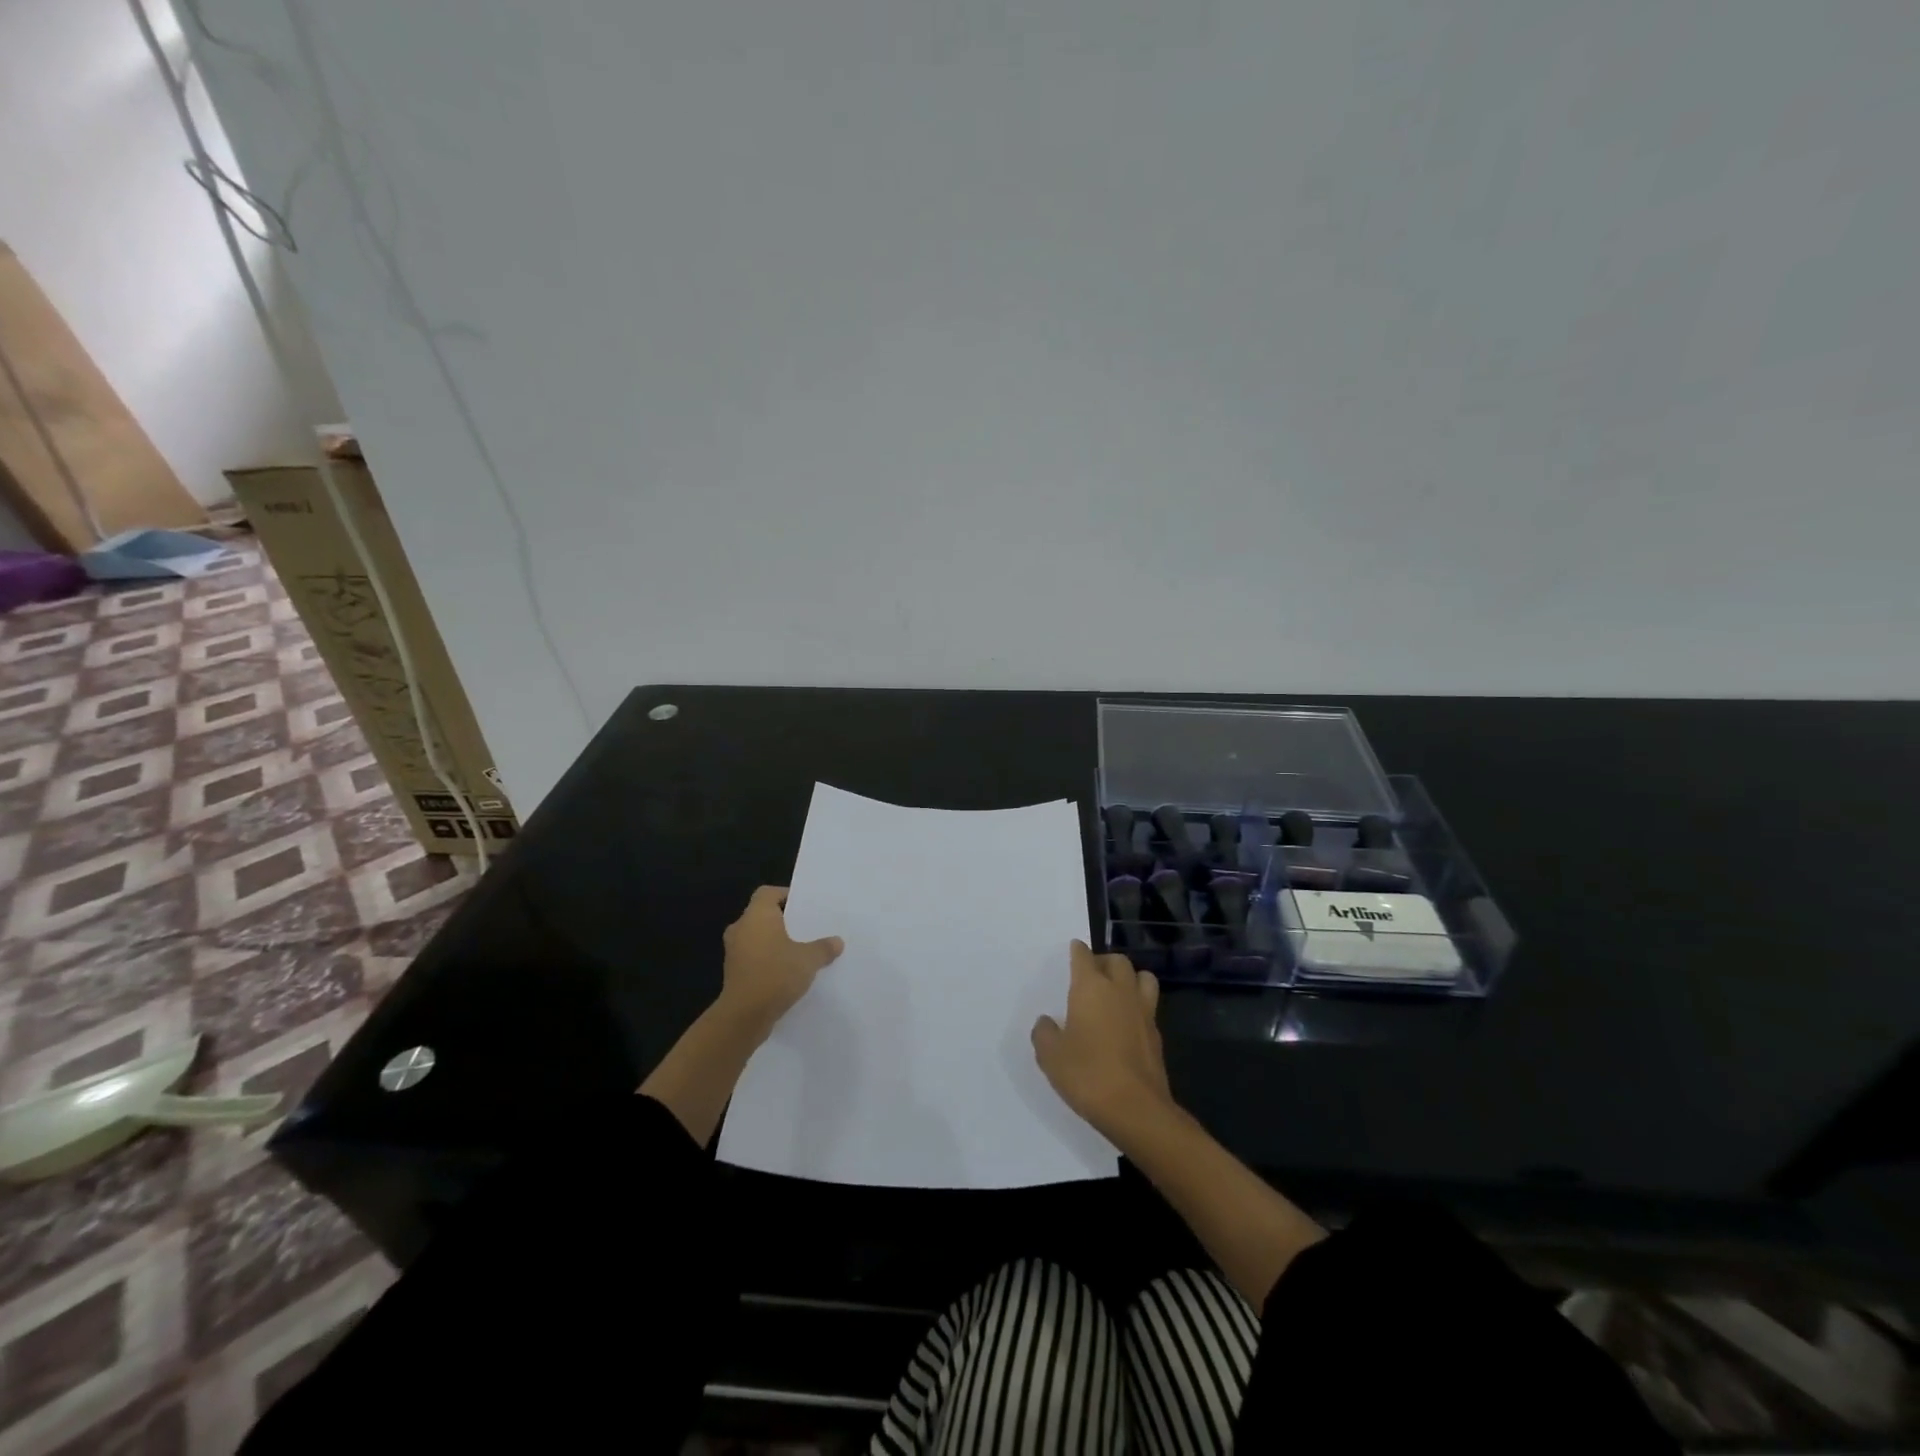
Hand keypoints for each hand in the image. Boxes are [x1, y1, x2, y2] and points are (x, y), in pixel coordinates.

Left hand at [718, 886, 843, 1035]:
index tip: (804, 905)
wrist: (744, 1016)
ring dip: (775, 942)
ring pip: (757, 938)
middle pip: (762, 915)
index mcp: (757, 916)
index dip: (785, 895)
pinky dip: (768, 960)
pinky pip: (754, 957)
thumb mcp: (808, 960)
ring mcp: (734, 952)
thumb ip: (823, 948)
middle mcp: (741, 928)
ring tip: (800, 951)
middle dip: (783, 921)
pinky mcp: (734, 973)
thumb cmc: (776, 974)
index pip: (768, 893)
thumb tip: (837, 942)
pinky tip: (787, 972)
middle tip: (806, 927)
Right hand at [1032, 940, 1172, 1139]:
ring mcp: (1143, 1011)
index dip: (1077, 951)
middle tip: (1092, 974)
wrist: (1136, 1109)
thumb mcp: (1051, 1056)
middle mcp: (1120, 991)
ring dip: (1130, 978)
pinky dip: (1138, 1005)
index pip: (1084, 956)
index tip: (1073, 949)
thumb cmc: (1087, 1075)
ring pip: (1142, 977)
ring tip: (1116, 992)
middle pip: (1117, 961)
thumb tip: (1047, 1022)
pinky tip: (1127, 1022)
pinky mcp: (1157, 1034)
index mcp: (1091, 987)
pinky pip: (1149, 1006)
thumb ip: (1044, 1033)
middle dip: (1104, 961)